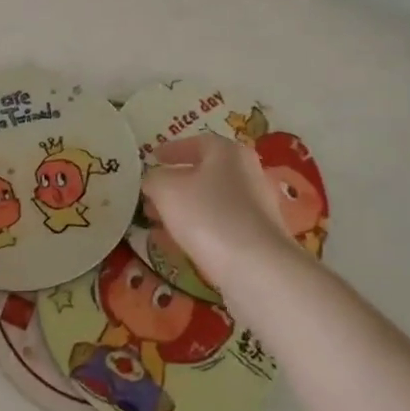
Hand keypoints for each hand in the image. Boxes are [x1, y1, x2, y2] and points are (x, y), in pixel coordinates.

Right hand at [141, 134, 316, 297]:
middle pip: (206, 172)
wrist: (257, 269)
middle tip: (151, 193)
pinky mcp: (258, 237)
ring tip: (158, 221)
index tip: (153, 158)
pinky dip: (199, 228)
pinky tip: (179, 243)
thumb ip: (155, 178)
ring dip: (185, 208)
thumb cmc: (208, 216)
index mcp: (229, 153)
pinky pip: (221, 225)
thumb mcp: (166, 190)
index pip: (197, 142)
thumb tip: (154, 180)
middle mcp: (248, 173)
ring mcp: (257, 207)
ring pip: (212, 201)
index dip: (172, 149)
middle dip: (176, 183)